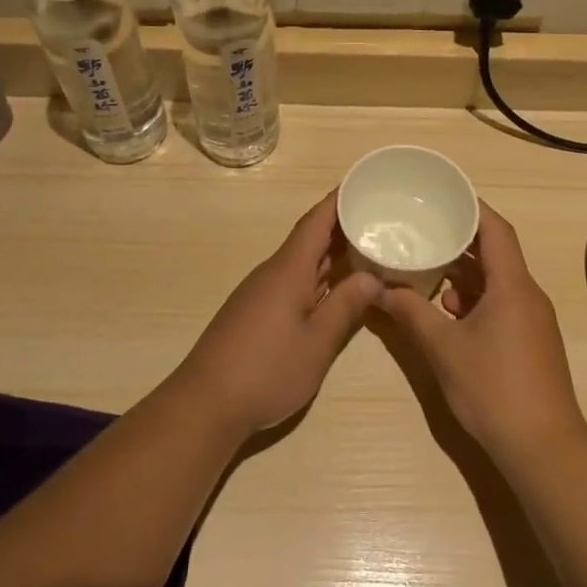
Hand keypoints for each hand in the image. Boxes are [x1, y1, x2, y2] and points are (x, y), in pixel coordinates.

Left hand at [173, 192, 379, 441]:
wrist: (206, 403)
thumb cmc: (266, 369)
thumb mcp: (317, 342)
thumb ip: (346, 307)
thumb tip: (373, 277)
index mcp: (288, 269)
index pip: (316, 221)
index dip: (338, 200)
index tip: (364, 183)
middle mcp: (273, 272)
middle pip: (310, 238)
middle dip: (342, 226)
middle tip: (381, 218)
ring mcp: (261, 293)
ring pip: (302, 261)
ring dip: (331, 254)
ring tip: (367, 249)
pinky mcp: (256, 313)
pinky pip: (293, 281)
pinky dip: (318, 276)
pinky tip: (335, 289)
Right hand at [380, 202, 586, 466]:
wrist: (543, 448)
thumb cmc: (493, 389)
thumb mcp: (443, 349)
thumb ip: (411, 313)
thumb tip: (382, 289)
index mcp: (513, 286)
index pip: (496, 230)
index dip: (471, 208)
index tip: (442, 196)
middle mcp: (527, 295)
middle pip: (497, 253)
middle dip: (461, 240)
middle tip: (425, 228)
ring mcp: (532, 320)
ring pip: (498, 281)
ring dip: (466, 273)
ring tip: (429, 267)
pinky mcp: (530, 342)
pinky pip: (502, 304)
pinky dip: (475, 299)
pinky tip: (447, 311)